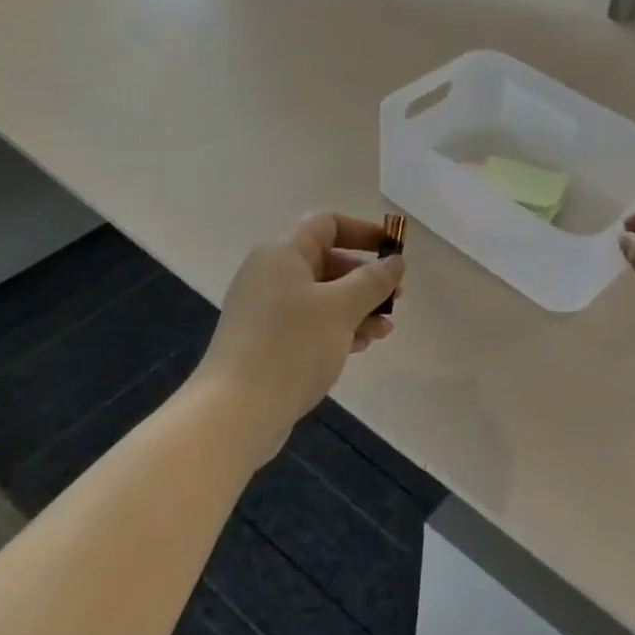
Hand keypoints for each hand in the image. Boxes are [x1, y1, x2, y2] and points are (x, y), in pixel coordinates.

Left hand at [196, 213, 403, 448]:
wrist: (237, 410)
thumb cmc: (293, 345)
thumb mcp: (342, 307)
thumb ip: (373, 280)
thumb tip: (395, 262)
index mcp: (282, 254)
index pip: (327, 224)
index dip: (364, 231)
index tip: (394, 250)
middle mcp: (270, 275)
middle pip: (328, 262)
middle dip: (366, 279)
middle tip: (396, 299)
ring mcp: (266, 310)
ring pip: (322, 297)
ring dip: (358, 308)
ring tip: (384, 332)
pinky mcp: (266, 342)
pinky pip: (310, 323)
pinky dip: (338, 329)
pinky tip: (361, 347)